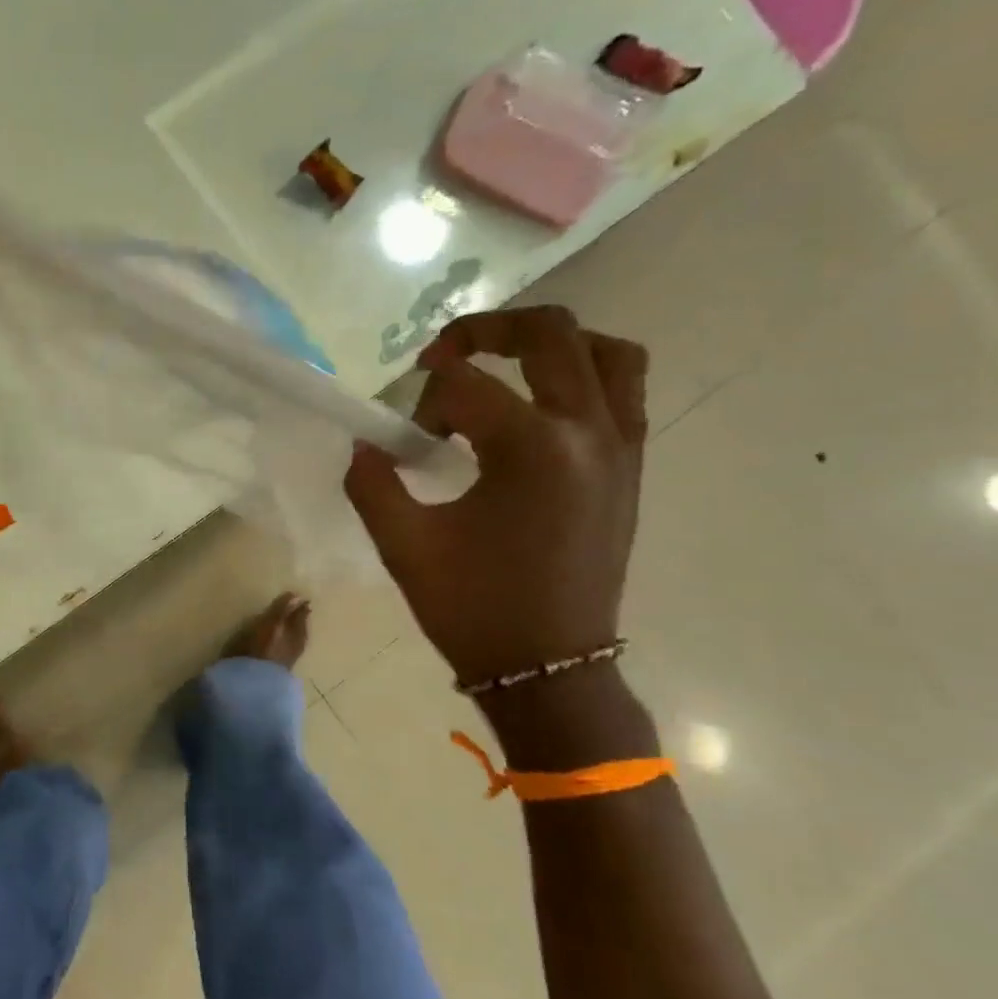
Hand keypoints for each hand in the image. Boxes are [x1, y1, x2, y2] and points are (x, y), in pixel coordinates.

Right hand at [344, 306, 647, 686]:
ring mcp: (621, 448)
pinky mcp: (631, 469)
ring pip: (605, 353)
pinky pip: (624, 392)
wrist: (548, 668)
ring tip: (506, 366)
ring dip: (552, 344)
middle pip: (549, 334)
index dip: (423, 401)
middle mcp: (588, 431)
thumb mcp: (403, 545)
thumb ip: (372, 482)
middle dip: (486, 330)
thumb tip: (365, 445)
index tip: (405, 439)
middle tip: (444, 355)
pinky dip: (584, 376)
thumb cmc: (473, 608)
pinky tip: (540, 409)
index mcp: (532, 448)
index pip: (465, 385)